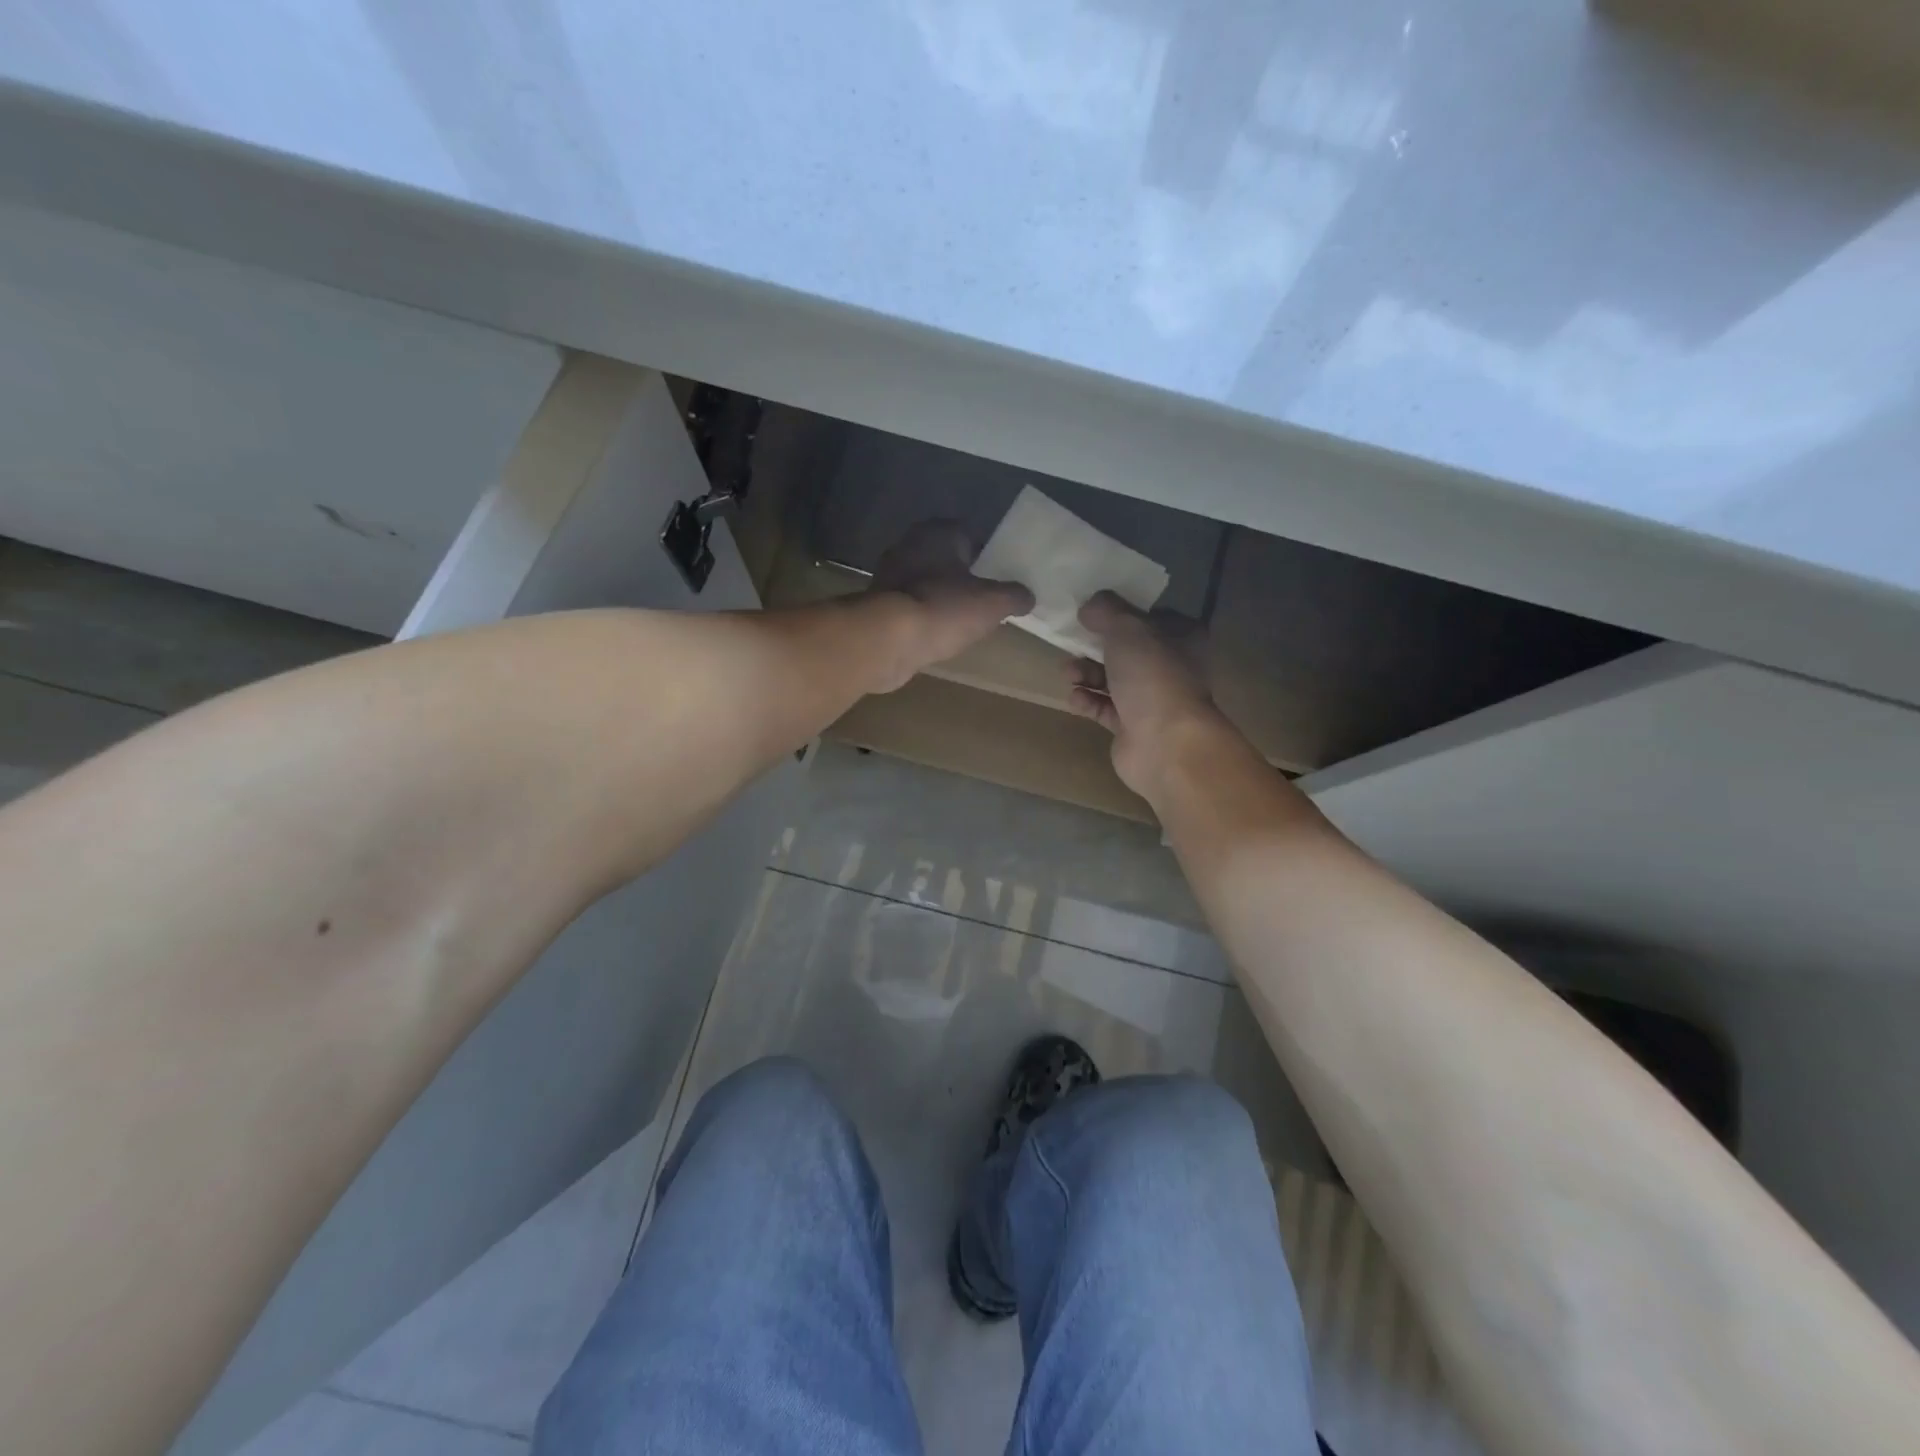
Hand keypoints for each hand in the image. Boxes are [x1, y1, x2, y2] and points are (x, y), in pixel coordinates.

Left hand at [865, 521, 1033, 691]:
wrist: (889, 640)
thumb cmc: (944, 608)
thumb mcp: (993, 603)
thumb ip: (1015, 596)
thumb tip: (1028, 597)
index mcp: (938, 532)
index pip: (971, 535)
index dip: (989, 555)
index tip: (1002, 576)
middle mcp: (910, 544)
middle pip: (947, 558)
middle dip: (964, 576)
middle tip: (986, 598)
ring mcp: (889, 573)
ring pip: (927, 580)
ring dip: (942, 595)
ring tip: (964, 618)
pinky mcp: (878, 603)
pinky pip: (911, 603)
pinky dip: (925, 614)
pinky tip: (938, 632)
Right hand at [1067, 592, 1225, 795]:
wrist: (1165, 743)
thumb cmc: (1153, 676)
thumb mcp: (1127, 628)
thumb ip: (1106, 611)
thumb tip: (1089, 606)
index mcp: (1182, 638)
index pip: (1150, 617)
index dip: (1121, 612)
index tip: (1092, 611)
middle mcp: (1171, 668)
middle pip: (1127, 650)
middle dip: (1095, 646)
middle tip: (1071, 643)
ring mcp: (1152, 700)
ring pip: (1113, 680)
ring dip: (1087, 673)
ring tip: (1068, 673)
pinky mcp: (1132, 728)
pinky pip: (1104, 708)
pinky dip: (1088, 701)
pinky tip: (1075, 698)